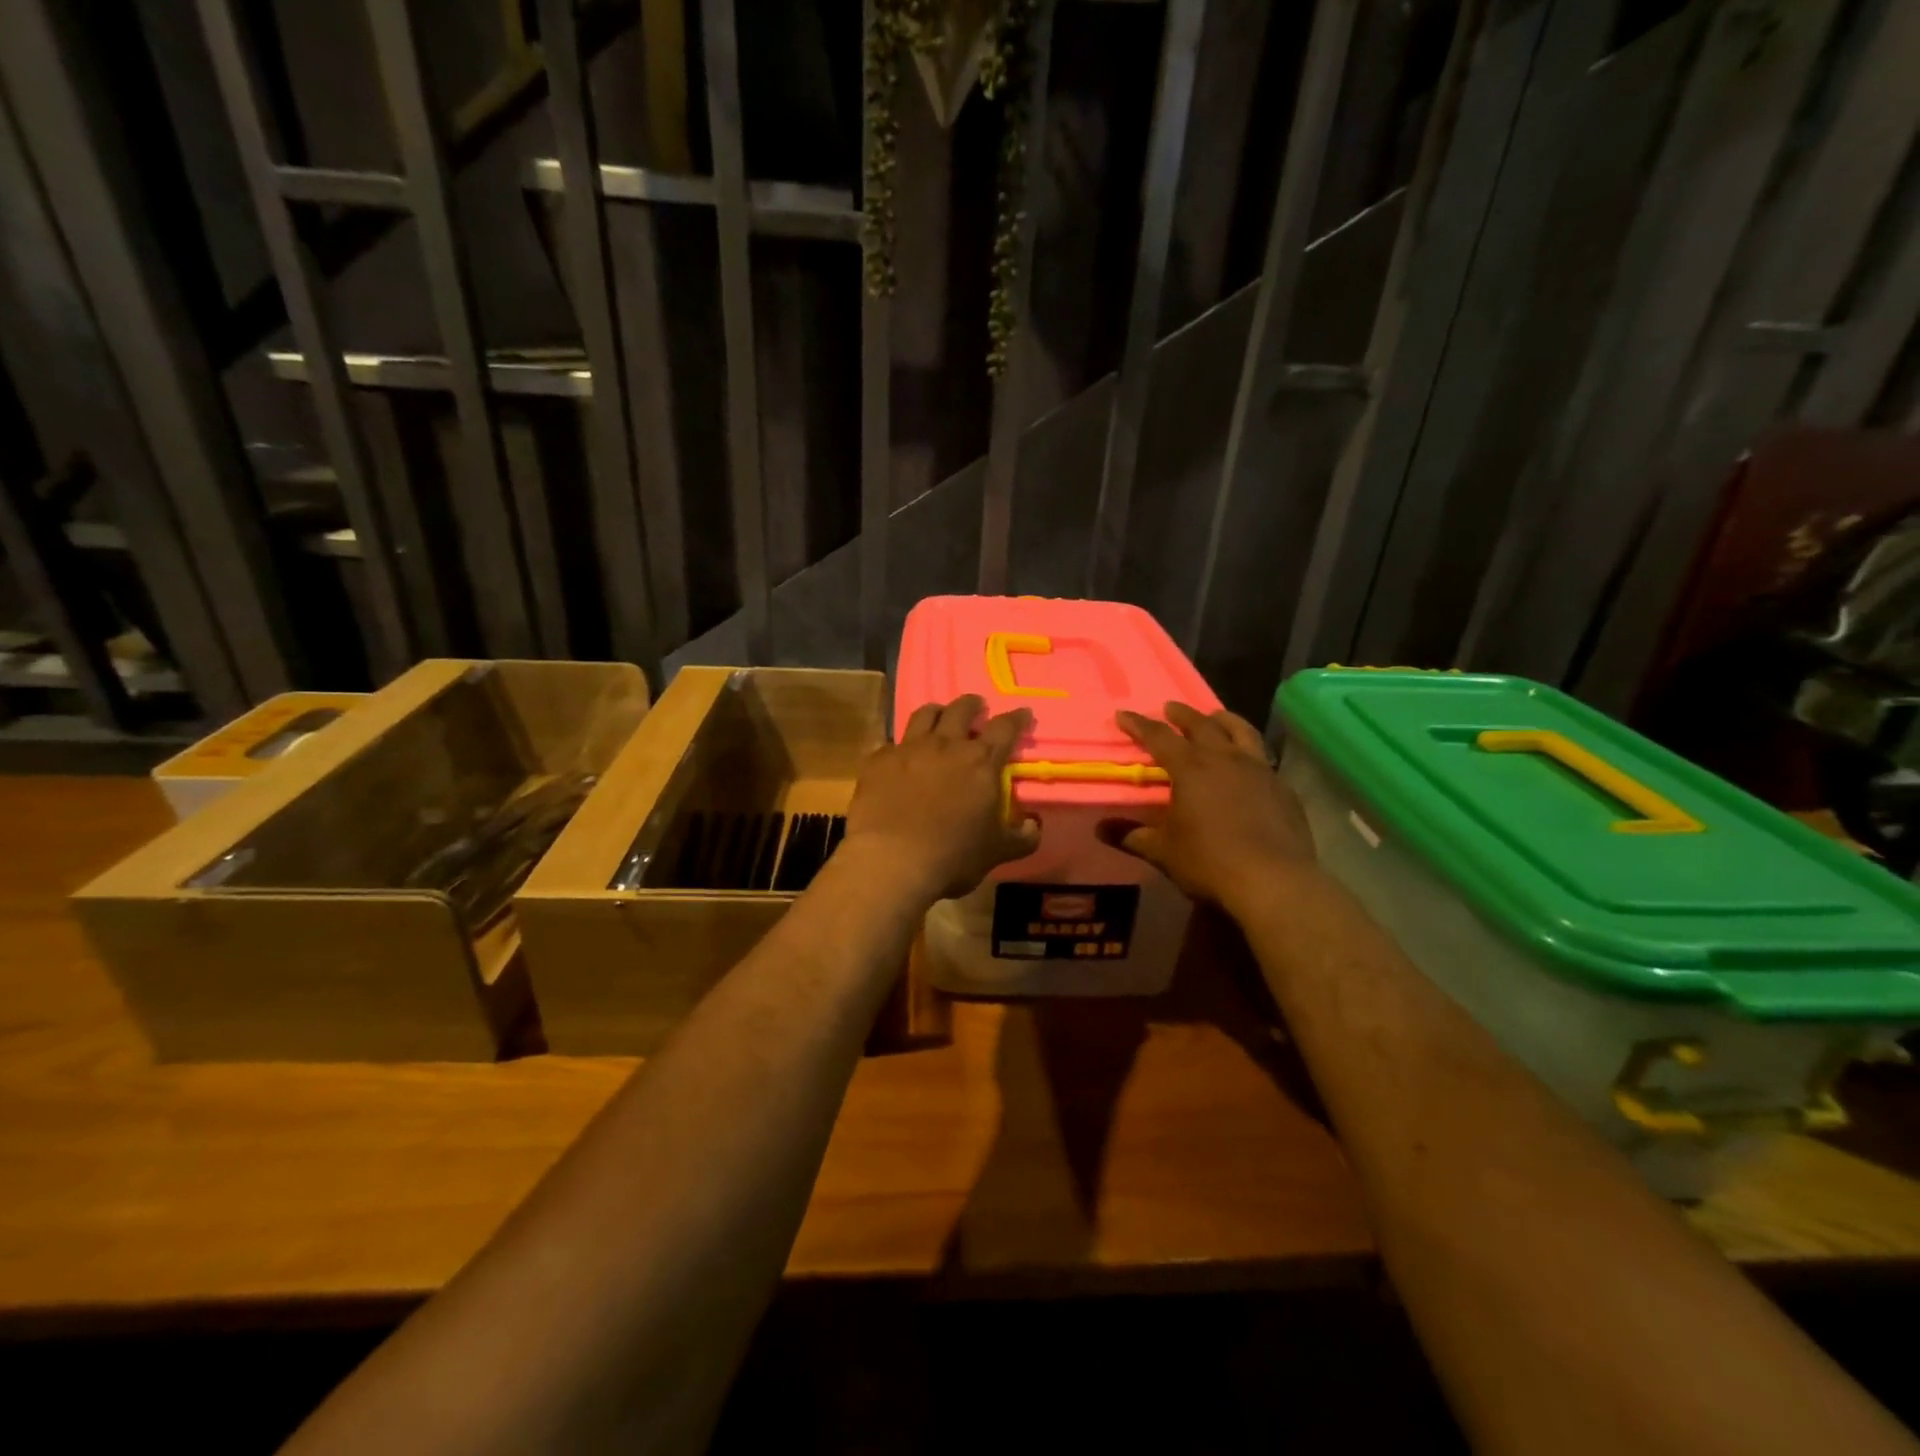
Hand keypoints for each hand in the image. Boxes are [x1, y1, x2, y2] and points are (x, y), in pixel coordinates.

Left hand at [844, 695, 1041, 901]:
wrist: (891, 861)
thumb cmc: (953, 856)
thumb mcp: (997, 852)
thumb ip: (1021, 838)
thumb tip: (1034, 826)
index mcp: (981, 762)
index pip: (1005, 728)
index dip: (1016, 718)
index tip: (1022, 713)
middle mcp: (946, 745)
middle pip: (961, 710)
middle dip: (972, 705)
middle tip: (976, 707)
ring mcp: (908, 749)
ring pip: (924, 715)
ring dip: (936, 712)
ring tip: (939, 716)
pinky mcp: (878, 761)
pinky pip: (891, 743)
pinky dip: (900, 747)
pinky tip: (899, 758)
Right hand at [1107, 702, 1314, 911]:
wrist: (1273, 881)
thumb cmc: (1209, 862)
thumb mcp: (1163, 851)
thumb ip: (1131, 836)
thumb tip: (1100, 829)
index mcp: (1191, 769)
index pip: (1159, 737)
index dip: (1139, 724)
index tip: (1124, 714)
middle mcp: (1225, 759)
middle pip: (1202, 725)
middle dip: (1182, 714)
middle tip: (1170, 707)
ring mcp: (1259, 770)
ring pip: (1241, 731)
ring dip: (1224, 720)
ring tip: (1215, 717)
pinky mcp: (1282, 788)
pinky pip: (1263, 758)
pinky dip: (1249, 751)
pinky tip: (1248, 762)